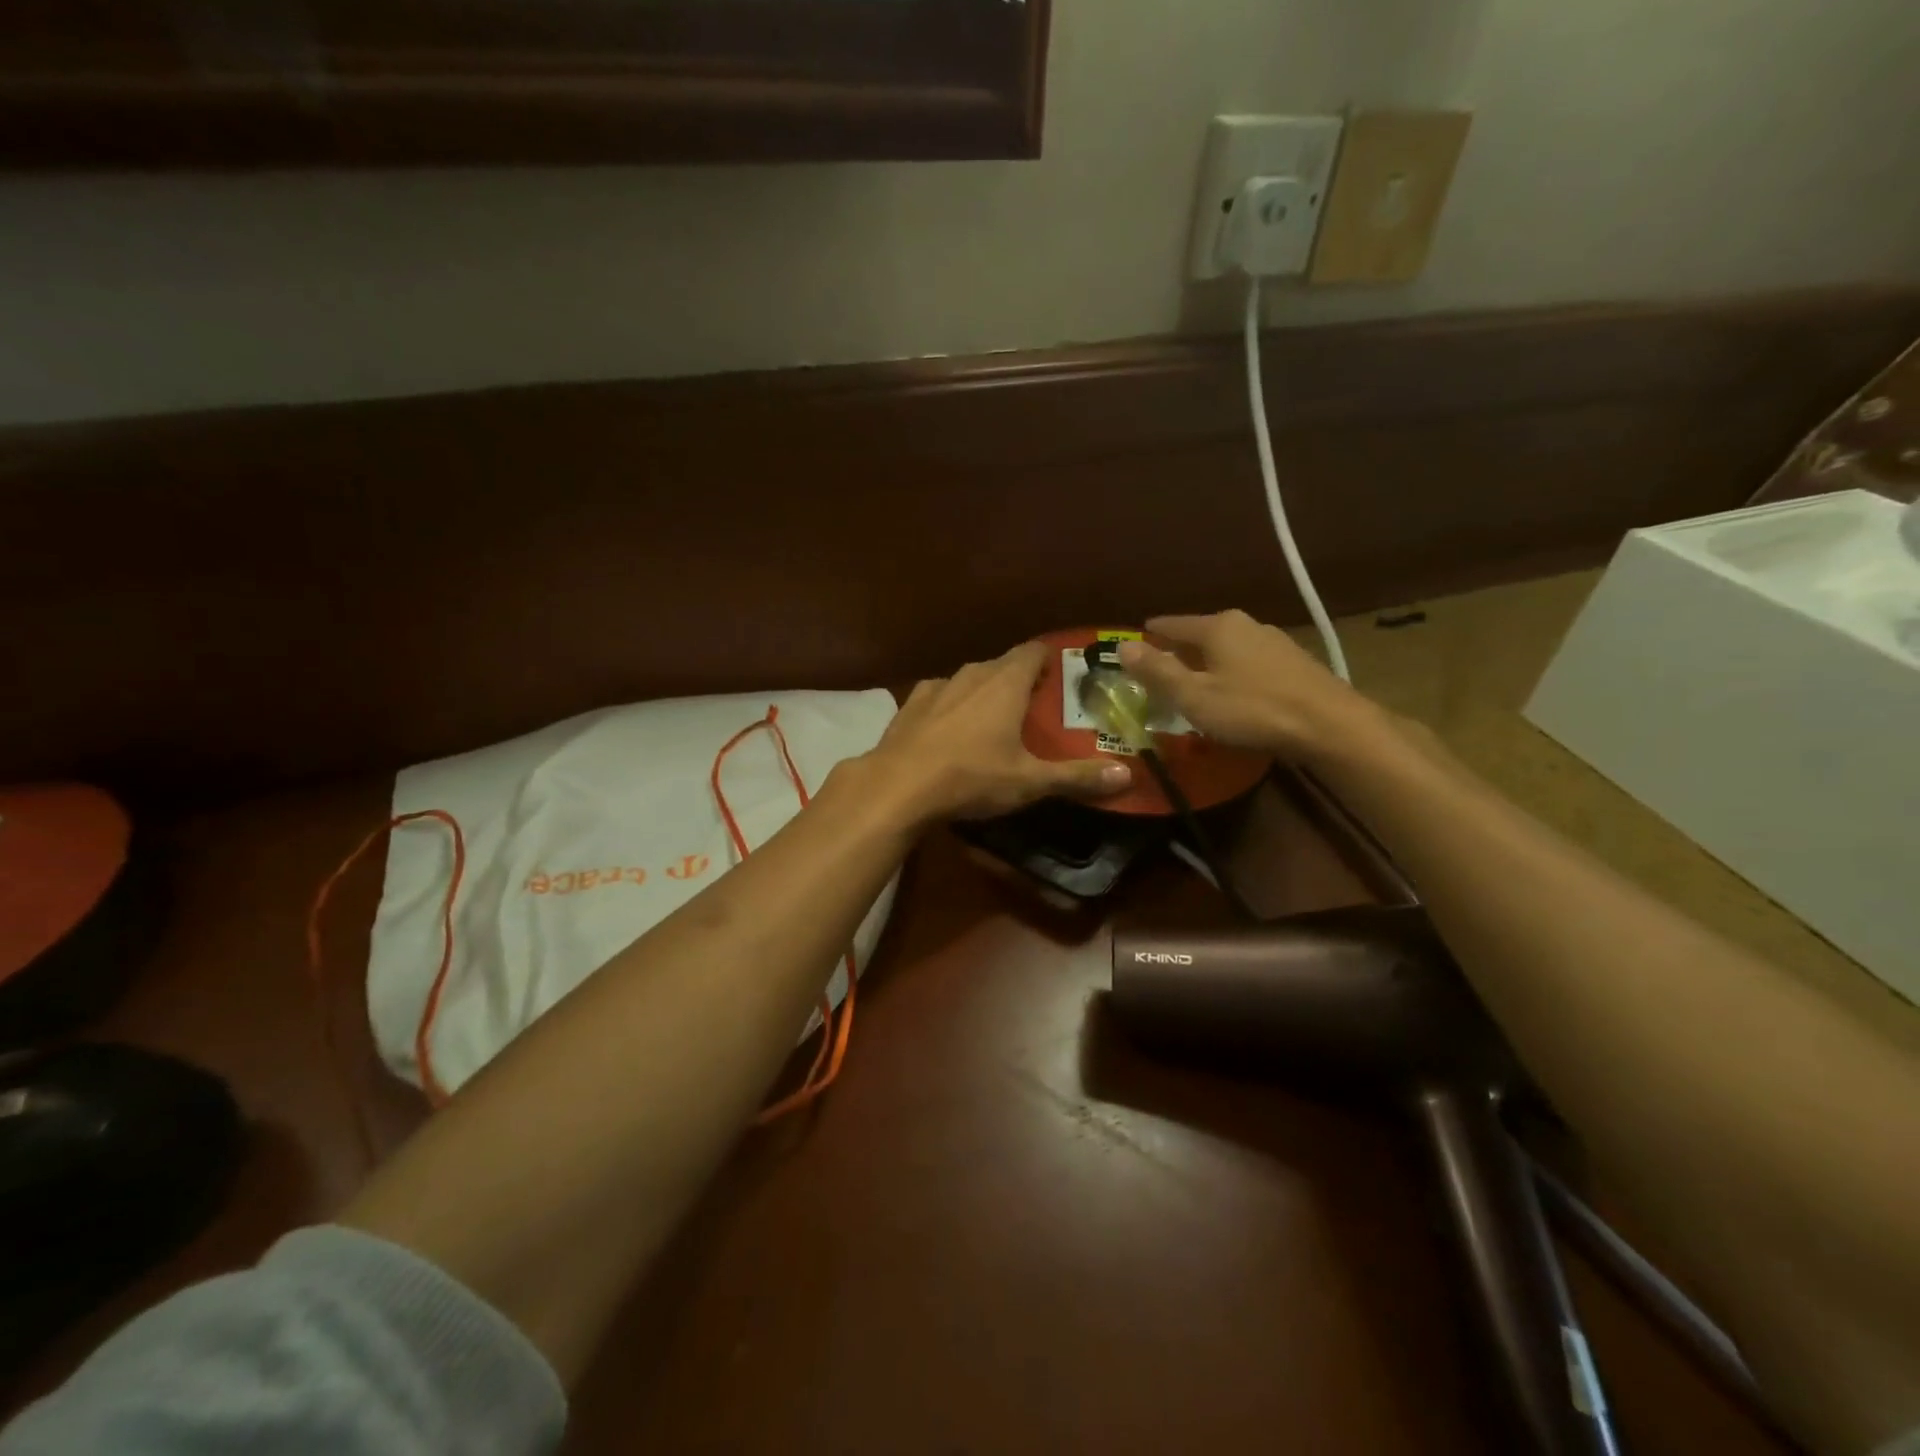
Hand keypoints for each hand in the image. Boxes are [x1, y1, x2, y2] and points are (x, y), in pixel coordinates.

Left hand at [863, 641, 1132, 822]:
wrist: (897, 786)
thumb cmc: (971, 777)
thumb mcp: (1029, 781)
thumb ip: (1077, 777)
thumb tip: (1126, 775)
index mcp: (1005, 682)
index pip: (1034, 651)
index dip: (1049, 659)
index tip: (1062, 676)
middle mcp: (972, 674)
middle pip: (1003, 664)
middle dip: (1020, 680)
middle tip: (1034, 707)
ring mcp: (936, 687)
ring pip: (970, 679)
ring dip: (984, 692)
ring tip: (994, 719)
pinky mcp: (910, 704)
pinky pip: (940, 695)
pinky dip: (952, 706)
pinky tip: (951, 729)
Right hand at [1116, 610, 1372, 759]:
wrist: (1330, 725)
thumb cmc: (1252, 710)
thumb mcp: (1194, 696)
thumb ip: (1157, 672)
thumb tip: (1121, 646)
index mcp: (1218, 627)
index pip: (1173, 624)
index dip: (1152, 633)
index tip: (1137, 637)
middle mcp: (1246, 625)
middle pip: (1202, 633)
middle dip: (1180, 648)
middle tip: (1160, 666)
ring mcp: (1275, 642)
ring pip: (1228, 648)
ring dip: (1209, 661)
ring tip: (1195, 680)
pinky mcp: (1295, 663)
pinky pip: (1250, 662)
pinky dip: (1233, 671)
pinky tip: (1234, 691)